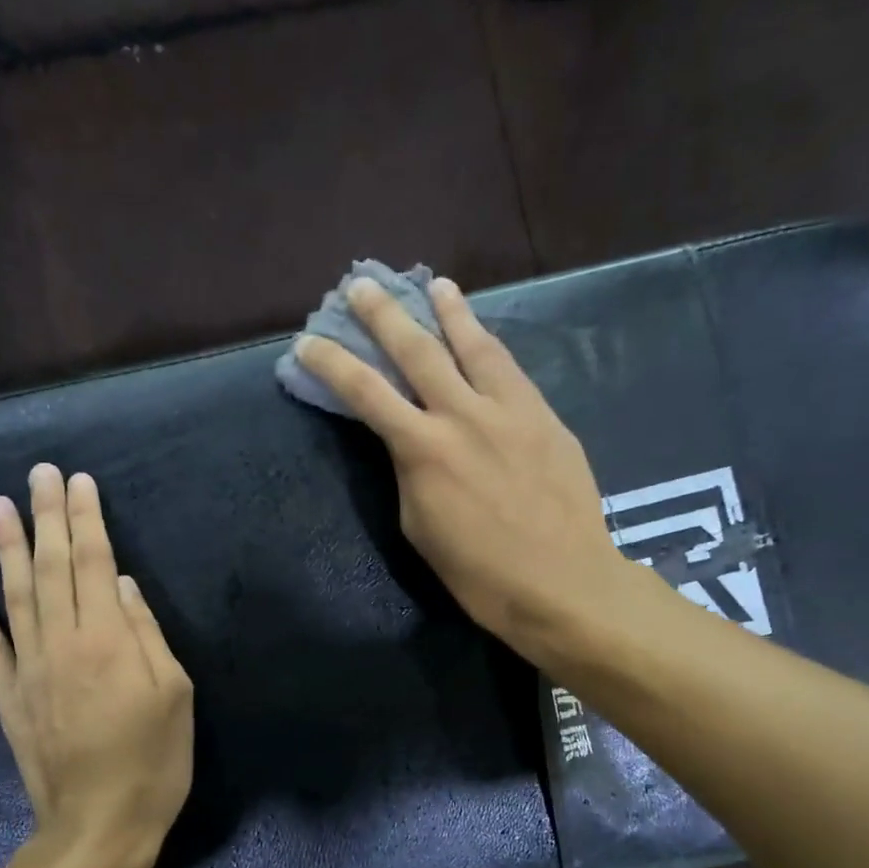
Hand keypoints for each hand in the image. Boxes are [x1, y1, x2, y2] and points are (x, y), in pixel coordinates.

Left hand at [0, 465, 193, 867]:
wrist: (98, 827)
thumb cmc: (153, 761)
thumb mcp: (174, 694)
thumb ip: (146, 634)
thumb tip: (121, 584)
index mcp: (108, 640)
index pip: (92, 562)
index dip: (86, 519)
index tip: (79, 481)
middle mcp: (61, 643)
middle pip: (51, 567)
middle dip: (47, 516)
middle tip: (39, 472)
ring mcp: (28, 669)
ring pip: (14, 595)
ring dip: (5, 547)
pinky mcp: (9, 697)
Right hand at [297, 277, 649, 669]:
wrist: (561, 582)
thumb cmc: (478, 573)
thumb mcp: (420, 526)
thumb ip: (410, 472)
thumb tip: (411, 443)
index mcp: (423, 449)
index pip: (365, 392)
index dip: (332, 363)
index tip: (308, 341)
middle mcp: (463, 414)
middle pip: (417, 350)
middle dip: (384, 315)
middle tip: (363, 285)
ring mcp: (510, 409)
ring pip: (474, 345)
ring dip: (450, 312)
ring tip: (436, 285)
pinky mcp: (545, 416)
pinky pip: (511, 369)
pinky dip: (490, 346)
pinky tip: (484, 336)